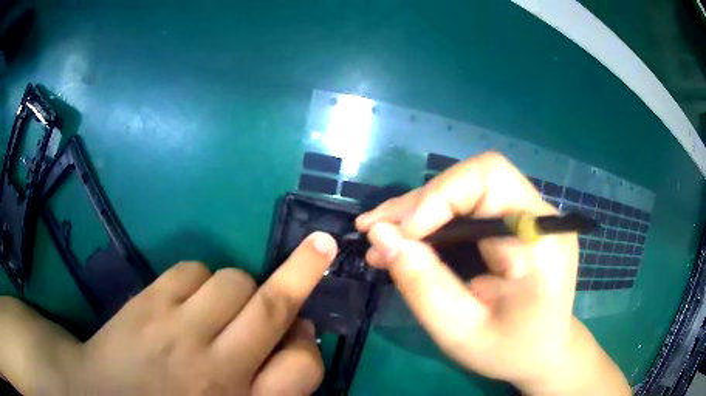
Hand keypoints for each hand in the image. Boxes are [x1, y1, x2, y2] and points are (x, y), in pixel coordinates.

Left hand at [0, 232, 337, 395]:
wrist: (103, 394)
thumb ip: (269, 384)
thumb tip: (294, 336)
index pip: (303, 368)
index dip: (311, 345)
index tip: (309, 326)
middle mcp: (218, 368)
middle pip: (274, 307)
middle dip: (304, 271)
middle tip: (320, 247)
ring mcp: (179, 330)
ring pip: (234, 280)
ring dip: (237, 288)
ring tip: (217, 307)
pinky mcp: (149, 302)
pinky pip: (193, 270)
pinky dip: (199, 280)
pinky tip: (184, 301)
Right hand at [356, 152, 629, 394]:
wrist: (544, 352)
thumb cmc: (508, 351)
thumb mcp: (460, 332)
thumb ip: (422, 284)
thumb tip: (380, 234)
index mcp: (541, 241)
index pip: (490, 177)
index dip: (438, 196)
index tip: (399, 235)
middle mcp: (540, 217)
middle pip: (473, 179)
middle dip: (419, 204)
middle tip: (374, 230)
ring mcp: (531, 217)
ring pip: (466, 189)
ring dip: (420, 211)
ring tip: (382, 238)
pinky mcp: (518, 223)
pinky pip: (471, 206)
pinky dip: (436, 220)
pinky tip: (408, 239)